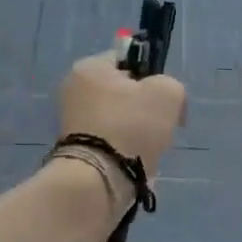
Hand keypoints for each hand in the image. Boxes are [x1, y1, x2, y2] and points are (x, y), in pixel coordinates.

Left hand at [58, 49, 185, 182]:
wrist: (98, 181)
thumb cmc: (131, 126)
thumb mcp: (167, 93)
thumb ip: (171, 85)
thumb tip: (164, 101)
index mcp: (89, 67)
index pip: (129, 60)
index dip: (152, 77)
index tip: (163, 100)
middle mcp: (74, 90)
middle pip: (124, 93)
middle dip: (144, 110)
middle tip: (158, 127)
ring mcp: (71, 122)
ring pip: (119, 120)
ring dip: (136, 133)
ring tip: (146, 150)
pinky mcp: (74, 150)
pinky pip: (109, 143)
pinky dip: (124, 151)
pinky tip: (133, 163)